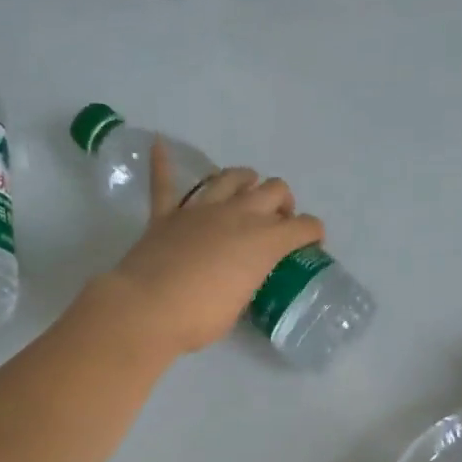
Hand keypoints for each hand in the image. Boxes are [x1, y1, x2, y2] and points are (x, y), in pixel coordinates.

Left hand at [103, 138, 324, 355]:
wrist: (148, 309)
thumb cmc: (201, 317)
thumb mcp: (242, 303)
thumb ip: (249, 279)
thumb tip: (242, 275)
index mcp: (264, 241)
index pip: (303, 226)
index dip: (313, 232)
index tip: (312, 242)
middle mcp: (238, 215)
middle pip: (274, 190)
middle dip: (283, 202)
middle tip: (278, 222)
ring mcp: (201, 210)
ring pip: (231, 177)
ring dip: (244, 181)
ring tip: (246, 193)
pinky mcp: (166, 214)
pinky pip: (164, 182)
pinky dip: (162, 163)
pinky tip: (158, 144)